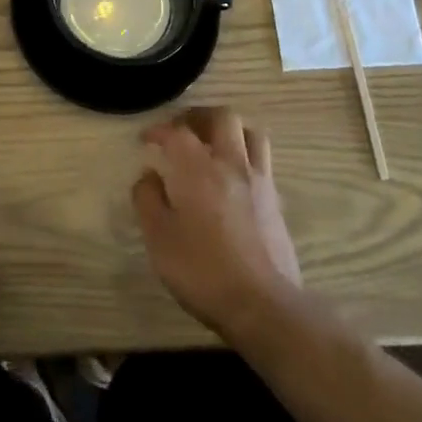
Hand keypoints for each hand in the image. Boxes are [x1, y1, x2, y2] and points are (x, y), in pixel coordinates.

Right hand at [133, 107, 305, 341]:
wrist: (262, 304)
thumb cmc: (201, 269)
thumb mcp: (158, 238)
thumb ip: (148, 199)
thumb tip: (148, 175)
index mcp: (197, 168)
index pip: (177, 132)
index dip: (158, 130)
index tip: (146, 139)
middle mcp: (231, 164)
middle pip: (222, 118)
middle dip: (199, 116)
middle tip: (182, 128)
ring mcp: (259, 181)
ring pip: (251, 134)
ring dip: (229, 130)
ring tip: (213, 143)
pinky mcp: (276, 202)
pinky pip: (261, 162)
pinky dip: (244, 156)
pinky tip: (232, 178)